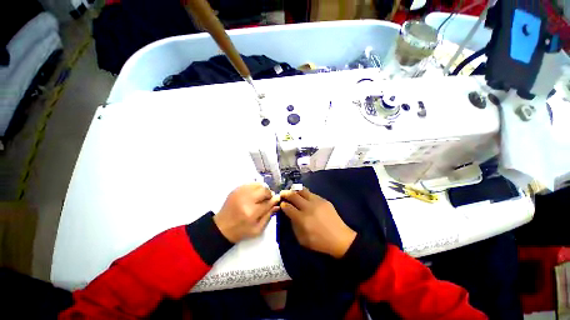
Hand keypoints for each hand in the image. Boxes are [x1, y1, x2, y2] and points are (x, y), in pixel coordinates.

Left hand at [214, 183, 280, 242]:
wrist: (222, 227)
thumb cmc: (241, 230)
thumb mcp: (257, 229)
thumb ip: (269, 216)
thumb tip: (277, 205)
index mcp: (251, 212)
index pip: (268, 202)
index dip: (274, 200)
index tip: (277, 200)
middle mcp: (246, 199)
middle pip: (264, 190)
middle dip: (269, 194)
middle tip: (268, 199)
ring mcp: (240, 192)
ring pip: (258, 185)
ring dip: (263, 190)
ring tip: (261, 197)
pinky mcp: (236, 189)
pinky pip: (251, 183)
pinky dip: (255, 187)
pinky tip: (254, 194)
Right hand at [280, 188, 356, 258]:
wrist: (340, 238)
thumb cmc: (319, 242)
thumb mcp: (302, 239)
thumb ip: (294, 225)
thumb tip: (290, 214)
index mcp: (302, 219)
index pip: (288, 207)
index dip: (283, 204)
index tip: (281, 204)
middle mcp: (308, 207)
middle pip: (293, 196)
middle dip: (286, 193)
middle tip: (282, 193)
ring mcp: (317, 202)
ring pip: (302, 191)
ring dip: (295, 191)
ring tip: (292, 192)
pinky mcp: (324, 200)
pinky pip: (311, 193)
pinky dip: (305, 194)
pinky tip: (304, 196)